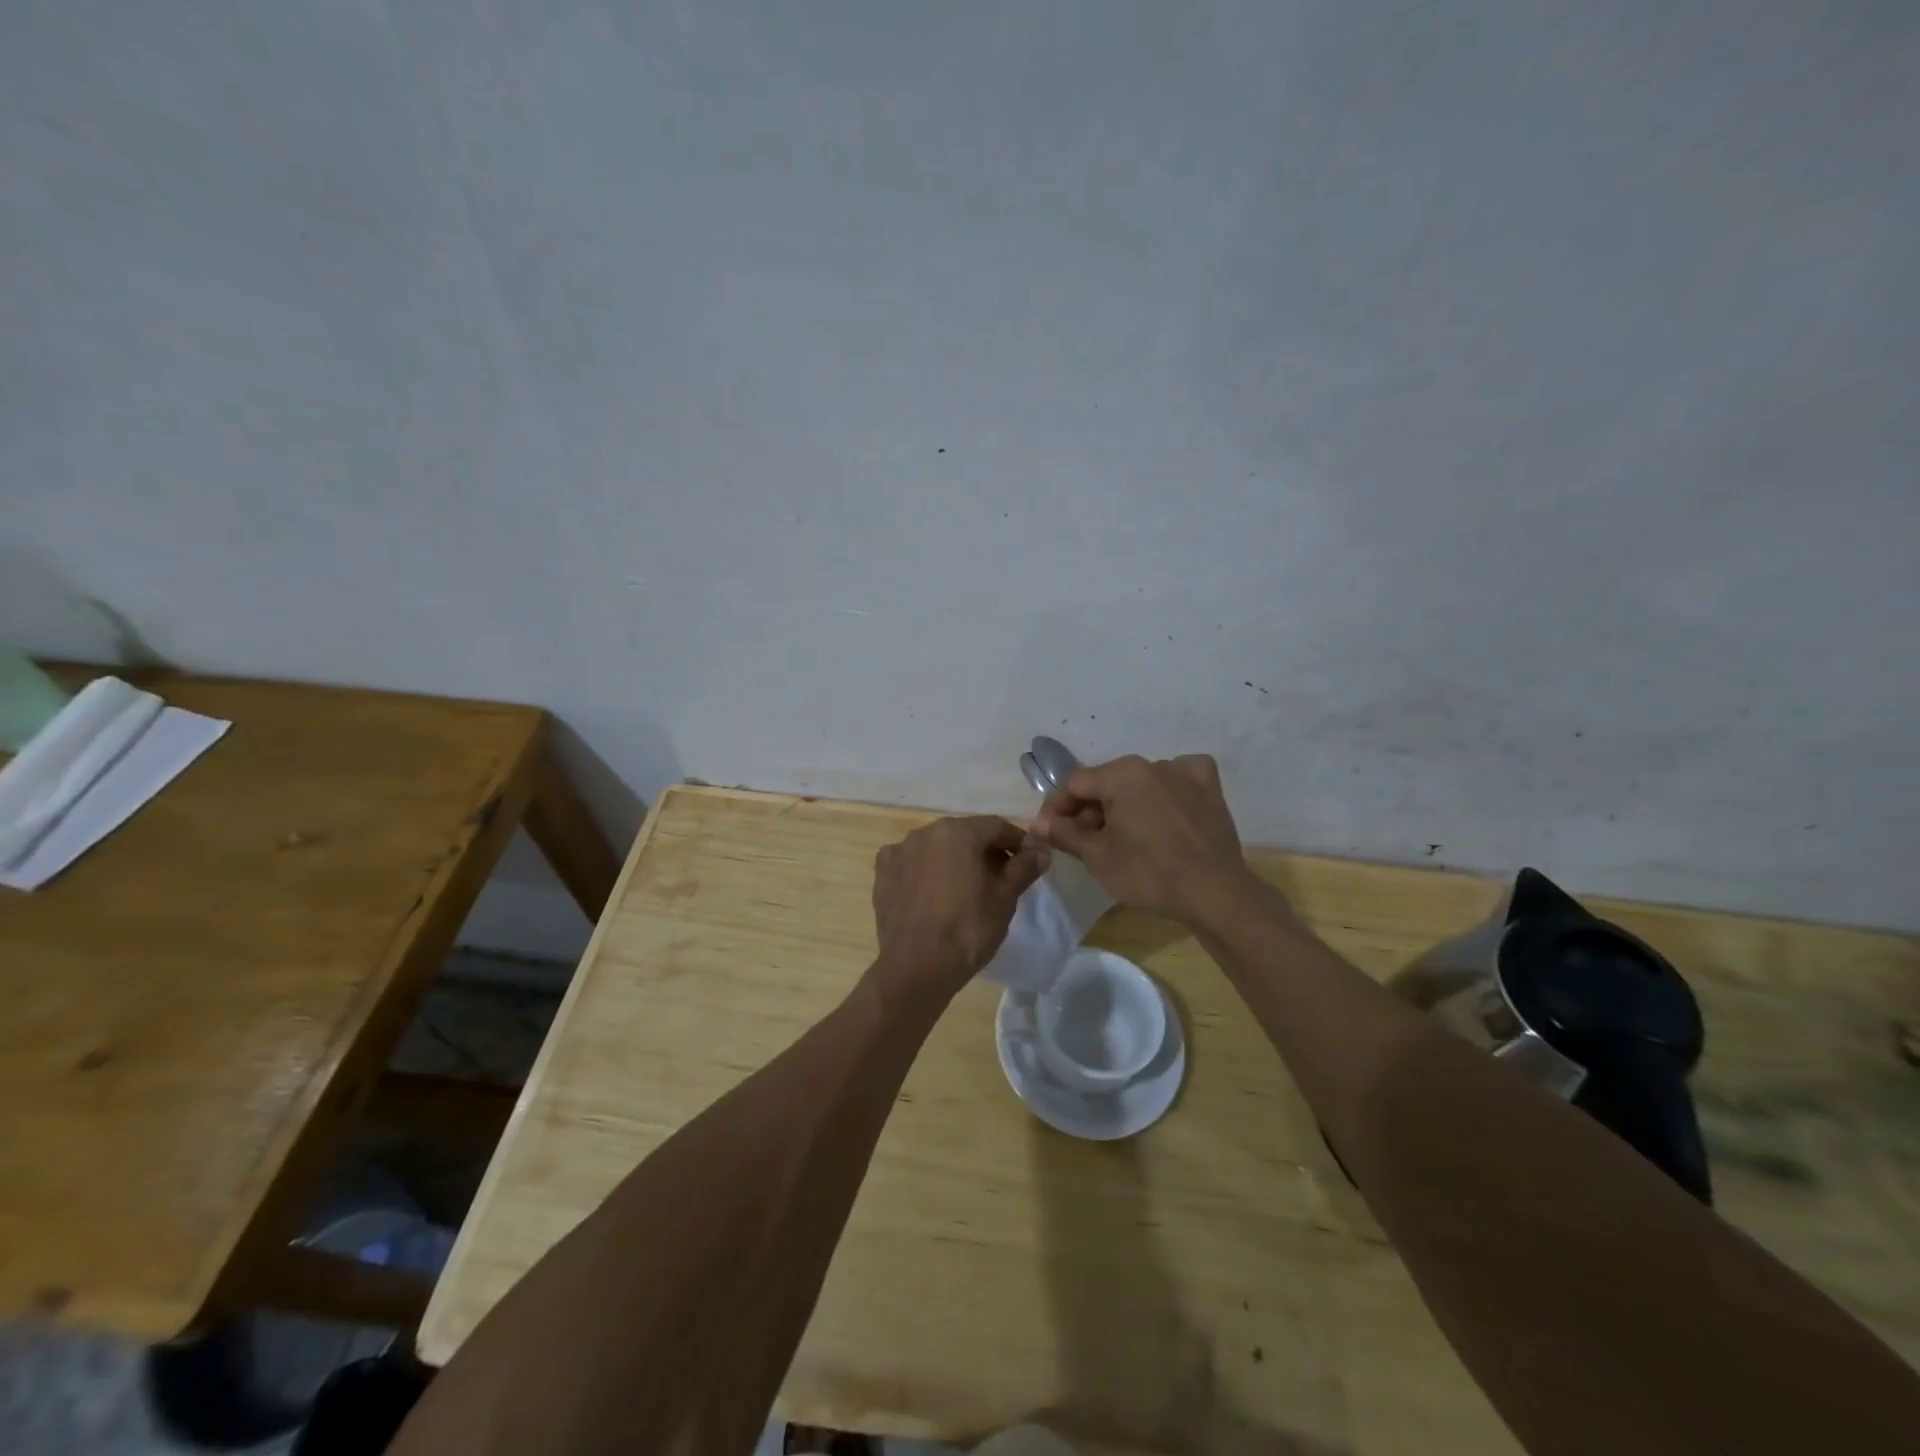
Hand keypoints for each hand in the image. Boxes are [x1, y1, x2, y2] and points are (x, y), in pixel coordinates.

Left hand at [871, 816, 1049, 995]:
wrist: (917, 967)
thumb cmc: (968, 928)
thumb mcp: (1004, 898)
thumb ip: (1023, 868)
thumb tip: (1041, 851)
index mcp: (956, 832)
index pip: (995, 827)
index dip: (1016, 841)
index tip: (1027, 861)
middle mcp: (924, 832)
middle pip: (964, 835)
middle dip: (985, 851)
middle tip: (1001, 878)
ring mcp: (898, 852)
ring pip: (936, 849)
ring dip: (954, 861)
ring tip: (967, 889)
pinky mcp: (882, 875)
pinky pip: (912, 865)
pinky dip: (926, 872)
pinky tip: (934, 895)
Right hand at [1031, 754, 1249, 923]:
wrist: (1214, 894)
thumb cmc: (1148, 873)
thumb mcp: (1097, 856)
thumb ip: (1064, 833)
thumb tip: (1038, 823)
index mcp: (1121, 774)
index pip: (1075, 784)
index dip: (1056, 807)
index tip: (1049, 832)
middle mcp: (1152, 763)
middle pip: (1107, 782)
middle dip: (1089, 808)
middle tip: (1081, 841)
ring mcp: (1185, 773)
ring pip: (1140, 782)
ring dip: (1124, 803)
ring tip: (1120, 835)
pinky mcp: (1209, 789)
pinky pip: (1179, 779)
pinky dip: (1167, 789)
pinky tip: (1165, 807)